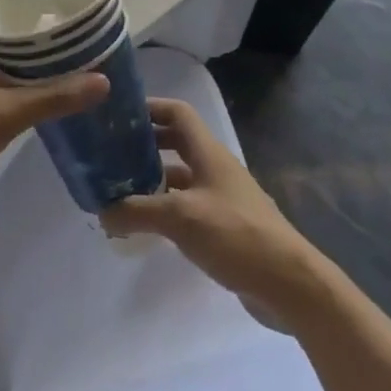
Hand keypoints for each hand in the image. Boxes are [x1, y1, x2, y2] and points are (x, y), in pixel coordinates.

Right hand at [102, 98, 322, 311]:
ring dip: (151, 180)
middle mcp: (215, 169)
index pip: (178, 113)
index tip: (118, 116)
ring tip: (118, 192)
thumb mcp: (180, 218)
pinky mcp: (224, 226)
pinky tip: (144, 226)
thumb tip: (102, 211)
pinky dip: (164, 209)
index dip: (150, 108)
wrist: (288, 283)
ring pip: (180, 178)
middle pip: (176, 143)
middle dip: (144, 145)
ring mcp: (221, 198)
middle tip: (110, 156)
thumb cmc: (235, 235)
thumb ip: (137, 211)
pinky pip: (186, 206)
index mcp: (208, 153)